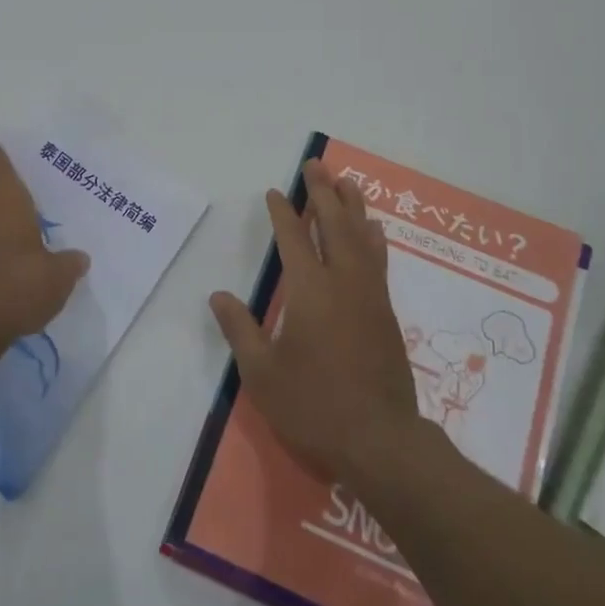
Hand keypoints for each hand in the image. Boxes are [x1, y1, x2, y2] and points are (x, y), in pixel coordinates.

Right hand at [209, 159, 420, 484]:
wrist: (380, 440)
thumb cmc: (313, 406)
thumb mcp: (262, 373)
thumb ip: (240, 329)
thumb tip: (218, 295)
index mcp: (310, 291)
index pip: (293, 239)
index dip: (282, 213)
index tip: (276, 192)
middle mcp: (343, 282)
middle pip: (333, 224)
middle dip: (323, 192)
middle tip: (316, 165)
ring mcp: (370, 296)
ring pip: (361, 237)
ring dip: (352, 206)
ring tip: (346, 181)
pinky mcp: (386, 313)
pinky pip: (378, 260)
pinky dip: (373, 237)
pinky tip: (373, 229)